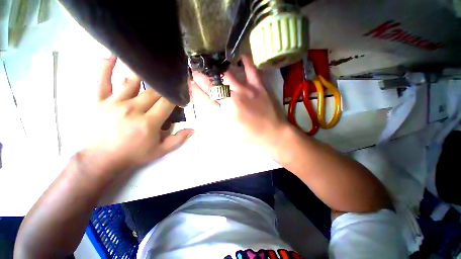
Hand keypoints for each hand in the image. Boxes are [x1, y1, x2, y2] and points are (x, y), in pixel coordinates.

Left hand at [88, 56, 192, 172]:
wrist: (101, 160)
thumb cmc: (133, 155)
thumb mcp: (160, 151)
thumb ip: (178, 140)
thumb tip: (193, 129)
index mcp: (148, 122)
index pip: (167, 103)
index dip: (176, 96)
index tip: (182, 91)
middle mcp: (133, 109)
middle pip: (153, 91)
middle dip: (164, 85)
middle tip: (171, 78)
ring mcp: (114, 103)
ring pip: (131, 82)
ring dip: (143, 72)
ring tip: (151, 63)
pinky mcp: (99, 101)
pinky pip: (102, 80)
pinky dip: (106, 67)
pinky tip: (112, 55)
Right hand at [191, 55, 288, 151]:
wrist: (272, 134)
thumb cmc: (250, 136)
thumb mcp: (229, 131)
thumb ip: (217, 116)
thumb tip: (208, 101)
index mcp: (224, 114)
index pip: (204, 98)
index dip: (194, 88)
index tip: (189, 81)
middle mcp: (232, 100)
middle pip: (212, 84)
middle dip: (200, 75)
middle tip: (195, 67)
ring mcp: (246, 91)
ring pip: (227, 74)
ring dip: (216, 67)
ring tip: (211, 61)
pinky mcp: (259, 86)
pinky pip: (251, 69)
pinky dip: (245, 61)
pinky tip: (240, 57)